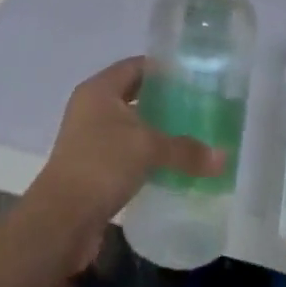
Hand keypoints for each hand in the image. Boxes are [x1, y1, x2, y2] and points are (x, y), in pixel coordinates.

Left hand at [29, 57, 223, 239]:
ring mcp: (89, 138)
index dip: (163, 69)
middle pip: (133, 95)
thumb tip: (223, 158)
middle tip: (197, 107)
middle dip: (163, 101)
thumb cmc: (102, 165)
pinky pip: (125, 152)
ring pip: (130, 126)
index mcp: (99, 89)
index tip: (193, 77)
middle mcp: (91, 107)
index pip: (136, 66)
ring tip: (190, 136)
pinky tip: (170, 166)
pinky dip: (146, 155)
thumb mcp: (148, 149)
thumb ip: (185, 149)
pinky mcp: (92, 167)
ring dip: (155, 131)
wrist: (61, 219)